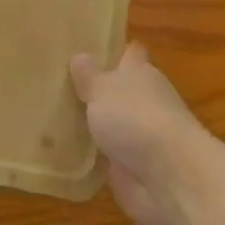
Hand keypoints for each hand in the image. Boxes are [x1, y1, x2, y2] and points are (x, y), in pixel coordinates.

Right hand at [69, 43, 212, 224]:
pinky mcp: (132, 170)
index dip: (116, 49)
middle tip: (60, 83)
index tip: (93, 46)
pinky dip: (91, 156)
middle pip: (120, 90)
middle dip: (98, 89)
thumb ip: (89, 75)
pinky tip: (63, 153)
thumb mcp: (103, 89)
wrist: (169, 178)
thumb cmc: (136, 118)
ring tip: (55, 117)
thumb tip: (80, 56)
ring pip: (112, 124)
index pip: (131, 54)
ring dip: (94, 124)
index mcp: (140, 74)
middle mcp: (143, 102)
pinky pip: (106, 158)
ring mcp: (139, 138)